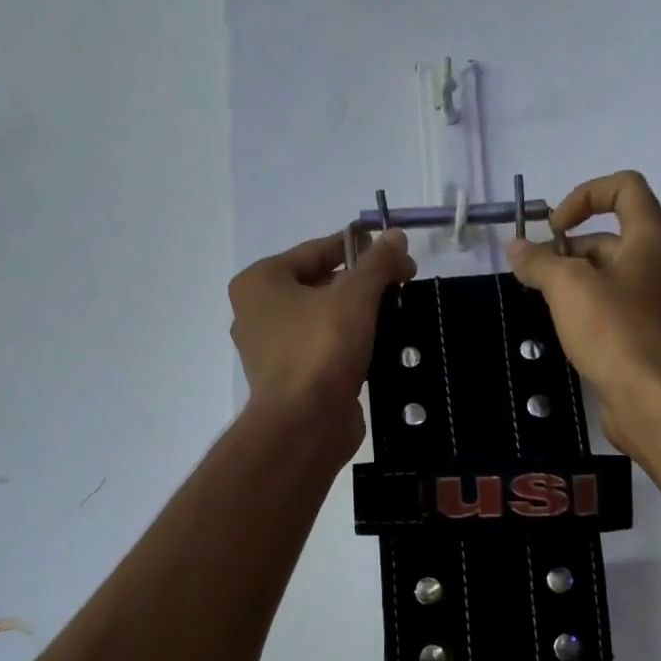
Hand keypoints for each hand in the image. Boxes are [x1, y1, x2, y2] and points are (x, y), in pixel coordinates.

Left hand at [230, 229, 416, 457]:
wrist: (305, 424)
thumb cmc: (321, 348)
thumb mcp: (355, 296)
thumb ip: (378, 263)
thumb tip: (396, 236)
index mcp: (260, 283)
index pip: (316, 251)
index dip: (360, 248)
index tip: (397, 253)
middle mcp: (258, 313)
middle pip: (319, 285)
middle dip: (361, 284)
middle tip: (402, 285)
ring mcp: (272, 351)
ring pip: (323, 320)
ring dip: (358, 316)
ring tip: (397, 313)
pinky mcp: (291, 380)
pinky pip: (325, 350)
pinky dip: (351, 346)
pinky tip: (381, 347)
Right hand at [506, 171, 660, 456]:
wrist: (652, 400)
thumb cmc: (614, 331)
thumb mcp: (568, 287)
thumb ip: (540, 262)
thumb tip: (516, 247)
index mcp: (649, 238)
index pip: (624, 187)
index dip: (585, 195)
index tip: (554, 228)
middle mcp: (656, 263)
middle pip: (608, 236)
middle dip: (567, 249)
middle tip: (536, 277)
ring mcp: (652, 301)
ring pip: (606, 275)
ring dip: (571, 282)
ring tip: (542, 304)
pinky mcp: (643, 334)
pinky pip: (610, 307)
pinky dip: (584, 309)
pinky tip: (562, 330)